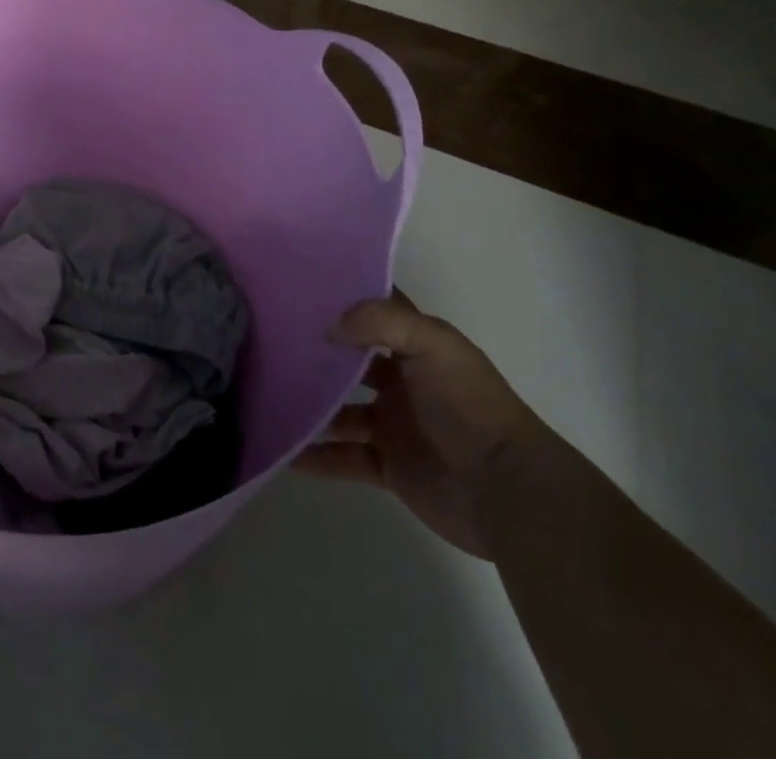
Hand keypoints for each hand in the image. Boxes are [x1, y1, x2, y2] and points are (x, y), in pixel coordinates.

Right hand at [293, 290, 550, 560]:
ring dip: (309, 406)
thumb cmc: (470, 407)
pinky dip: (315, 456)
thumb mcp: (432, 345)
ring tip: (267, 396)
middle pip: (348, 360)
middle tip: (266, 340)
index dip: (341, 295)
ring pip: (338, 411)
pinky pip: (343, 457)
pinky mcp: (389, 466)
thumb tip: (328, 328)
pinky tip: (284, 452)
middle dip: (314, 352)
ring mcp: (393, 425)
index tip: (296, 283)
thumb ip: (380, 322)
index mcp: (415, 347)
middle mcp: (401, 381)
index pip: (374, 310)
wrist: (508, 492)